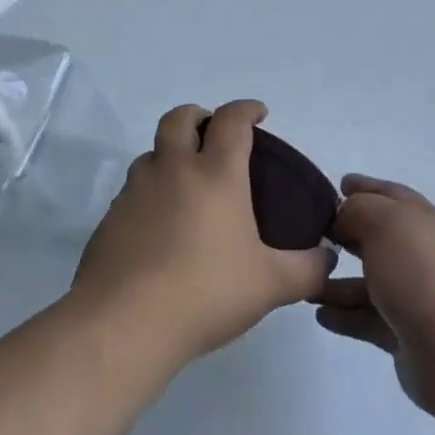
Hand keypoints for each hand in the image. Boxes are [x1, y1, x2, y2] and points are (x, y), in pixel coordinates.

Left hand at [73, 101, 334, 367]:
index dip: (246, 109)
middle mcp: (172, 171)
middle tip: (214, 135)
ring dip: (169, 155)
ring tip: (187, 185)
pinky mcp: (109, 221)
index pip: (231, 121)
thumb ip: (307, 269)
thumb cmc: (206, 292)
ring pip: (150, 154)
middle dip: (198, 116)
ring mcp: (134, 193)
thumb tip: (326, 259)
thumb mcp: (272, 285)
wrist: (123, 325)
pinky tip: (160, 228)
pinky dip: (149, 194)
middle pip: (179, 119)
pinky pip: (132, 192)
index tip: (258, 114)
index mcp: (215, 174)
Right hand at [315, 176, 434, 422]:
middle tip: (312, 233)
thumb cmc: (419, 274)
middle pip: (379, 237)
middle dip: (347, 233)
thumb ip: (358, 210)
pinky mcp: (405, 332)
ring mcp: (415, 294)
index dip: (365, 187)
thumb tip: (344, 217)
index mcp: (423, 221)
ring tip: (306, 283)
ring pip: (369, 281)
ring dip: (337, 281)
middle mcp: (422, 254)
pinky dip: (344, 315)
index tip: (338, 184)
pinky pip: (367, 318)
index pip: (391, 195)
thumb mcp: (385, 224)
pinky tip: (320, 315)